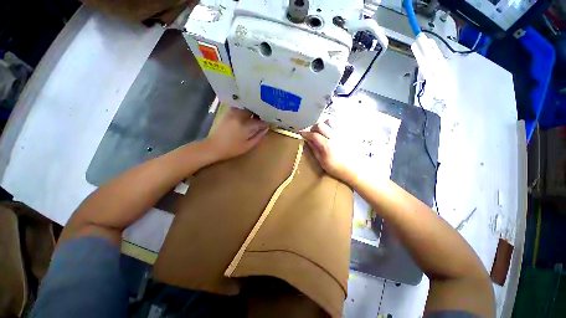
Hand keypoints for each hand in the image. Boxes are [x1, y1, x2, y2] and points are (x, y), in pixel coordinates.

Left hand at [204, 107, 268, 161]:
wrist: (213, 147)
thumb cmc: (232, 149)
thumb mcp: (247, 146)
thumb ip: (258, 137)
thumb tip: (266, 129)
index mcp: (245, 126)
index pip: (259, 122)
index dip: (265, 123)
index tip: (269, 124)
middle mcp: (239, 116)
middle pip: (252, 111)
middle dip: (259, 113)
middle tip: (263, 118)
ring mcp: (232, 114)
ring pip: (245, 108)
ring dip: (252, 110)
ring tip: (256, 115)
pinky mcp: (228, 114)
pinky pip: (238, 108)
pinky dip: (244, 109)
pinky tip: (246, 114)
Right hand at [300, 120, 356, 183]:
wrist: (356, 169)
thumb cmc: (338, 168)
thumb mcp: (322, 162)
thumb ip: (315, 150)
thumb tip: (308, 141)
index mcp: (327, 146)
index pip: (313, 135)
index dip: (305, 133)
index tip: (300, 133)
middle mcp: (334, 136)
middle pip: (320, 125)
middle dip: (312, 128)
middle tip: (310, 133)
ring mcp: (342, 133)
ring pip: (329, 121)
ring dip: (322, 125)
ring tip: (321, 131)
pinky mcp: (348, 133)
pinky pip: (338, 124)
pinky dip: (331, 125)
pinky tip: (330, 132)